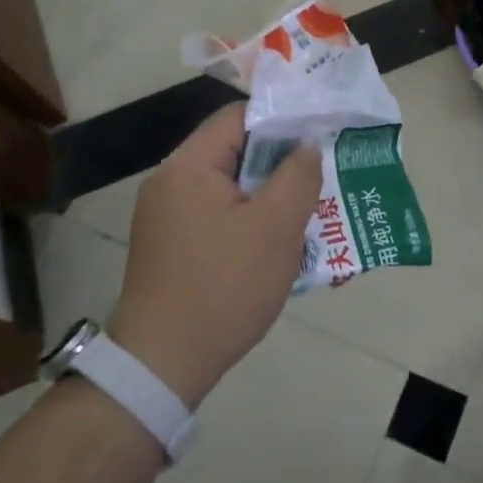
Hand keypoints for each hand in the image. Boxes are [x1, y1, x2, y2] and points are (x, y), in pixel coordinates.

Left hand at [106, 106, 322, 406]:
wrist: (163, 365)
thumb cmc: (224, 286)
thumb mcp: (276, 227)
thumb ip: (298, 176)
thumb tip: (306, 146)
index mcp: (189, 166)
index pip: (238, 117)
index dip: (282, 120)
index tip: (318, 136)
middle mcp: (170, 182)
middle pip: (233, 151)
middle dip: (279, 162)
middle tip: (318, 176)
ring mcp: (165, 216)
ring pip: (228, 186)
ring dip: (266, 194)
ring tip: (306, 210)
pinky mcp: (170, 246)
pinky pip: (216, 215)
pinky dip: (247, 219)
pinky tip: (275, 243)